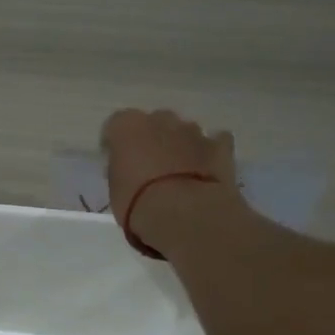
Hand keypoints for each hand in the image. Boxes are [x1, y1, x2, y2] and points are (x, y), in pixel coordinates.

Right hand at [101, 108, 244, 250]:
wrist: (185, 214)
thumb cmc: (138, 204)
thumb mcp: (115, 190)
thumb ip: (121, 171)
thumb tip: (128, 170)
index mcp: (128, 126)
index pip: (115, 126)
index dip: (115, 144)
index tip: (117, 163)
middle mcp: (160, 119)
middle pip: (153, 122)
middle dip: (151, 140)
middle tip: (149, 167)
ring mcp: (193, 131)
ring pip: (183, 131)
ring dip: (180, 145)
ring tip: (179, 173)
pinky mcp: (220, 146)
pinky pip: (216, 142)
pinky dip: (211, 152)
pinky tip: (208, 169)